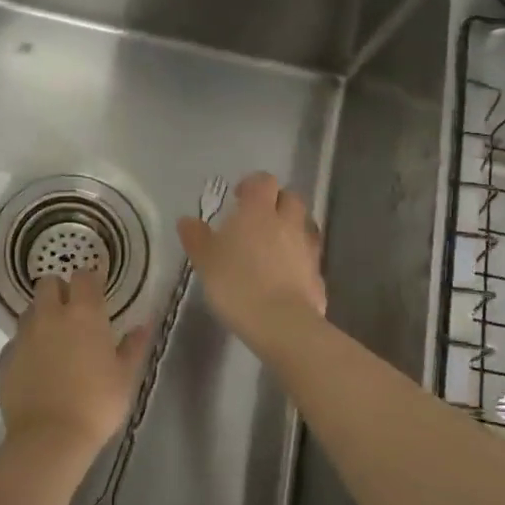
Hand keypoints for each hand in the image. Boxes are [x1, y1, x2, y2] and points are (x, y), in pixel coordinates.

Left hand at [0, 270, 150, 458]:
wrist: (49, 438)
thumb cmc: (96, 403)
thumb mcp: (125, 376)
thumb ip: (134, 345)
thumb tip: (144, 323)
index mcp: (84, 314)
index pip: (83, 276)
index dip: (90, 279)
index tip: (97, 290)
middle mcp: (50, 315)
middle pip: (48, 283)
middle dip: (59, 290)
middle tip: (72, 311)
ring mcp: (23, 336)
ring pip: (29, 310)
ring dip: (41, 316)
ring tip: (54, 340)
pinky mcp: (5, 358)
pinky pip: (16, 341)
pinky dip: (26, 346)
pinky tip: (36, 367)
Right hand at [176, 170, 326, 337]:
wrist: (281, 323)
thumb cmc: (236, 284)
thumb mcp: (205, 260)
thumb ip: (196, 238)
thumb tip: (187, 220)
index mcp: (259, 212)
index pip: (263, 181)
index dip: (252, 185)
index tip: (239, 197)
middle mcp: (287, 223)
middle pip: (290, 199)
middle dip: (276, 203)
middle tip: (257, 220)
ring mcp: (307, 249)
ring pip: (302, 228)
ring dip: (289, 231)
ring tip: (270, 250)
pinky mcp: (317, 276)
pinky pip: (307, 259)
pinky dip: (297, 261)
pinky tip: (283, 278)